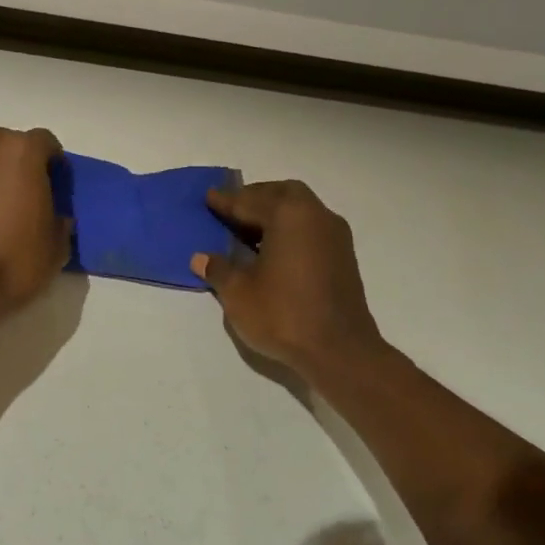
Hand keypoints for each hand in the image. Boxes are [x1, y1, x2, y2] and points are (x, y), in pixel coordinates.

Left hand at [0, 127, 71, 316]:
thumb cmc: (19, 259)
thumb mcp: (58, 244)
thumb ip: (60, 219)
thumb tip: (56, 217)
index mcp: (22, 151)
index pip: (45, 141)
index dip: (54, 161)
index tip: (58, 182)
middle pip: (10, 144)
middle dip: (21, 162)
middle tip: (30, 191)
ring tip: (1, 202)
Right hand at [191, 180, 382, 377]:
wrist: (339, 350)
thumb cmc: (283, 315)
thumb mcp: (238, 293)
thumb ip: (219, 269)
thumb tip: (201, 257)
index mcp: (289, 214)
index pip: (249, 201)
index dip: (225, 201)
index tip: (208, 197)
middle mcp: (316, 215)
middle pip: (282, 194)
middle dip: (255, 199)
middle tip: (231, 212)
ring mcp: (335, 236)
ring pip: (300, 210)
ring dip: (274, 214)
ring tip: (247, 232)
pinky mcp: (343, 257)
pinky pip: (310, 229)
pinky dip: (289, 230)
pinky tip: (272, 251)